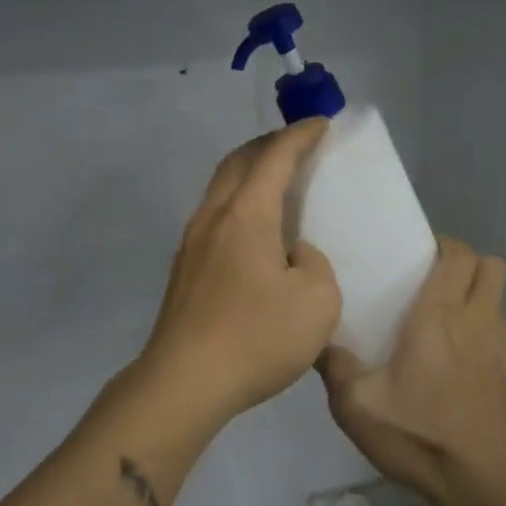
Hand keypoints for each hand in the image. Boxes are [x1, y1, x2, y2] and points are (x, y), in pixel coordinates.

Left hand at [134, 120, 340, 424]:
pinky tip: (254, 230)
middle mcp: (214, 216)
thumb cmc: (256, 337)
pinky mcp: (184, 268)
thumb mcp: (317, 302)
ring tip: (276, 183)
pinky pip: (215, 216)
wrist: (184, 381)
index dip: (300, 136)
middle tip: (296, 145)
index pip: (275, 157)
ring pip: (221, 188)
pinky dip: (238, 203)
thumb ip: (314, 265)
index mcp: (247, 214)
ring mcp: (192, 241)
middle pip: (238, 162)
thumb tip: (293, 255)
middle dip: (268, 145)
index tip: (321, 124)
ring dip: (248, 174)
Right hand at [319, 237, 505, 505]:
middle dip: (467, 262)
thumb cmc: (419, 436)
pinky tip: (458, 362)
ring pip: (500, 299)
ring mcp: (501, 350)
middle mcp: (476, 322)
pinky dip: (484, 331)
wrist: (483, 487)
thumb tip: (318, 341)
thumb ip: (334, 367)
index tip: (419, 253)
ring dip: (477, 295)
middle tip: (434, 278)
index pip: (459, 255)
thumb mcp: (356, 406)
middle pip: (492, 267)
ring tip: (443, 318)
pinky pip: (501, 334)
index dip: (444, 244)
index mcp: (439, 317)